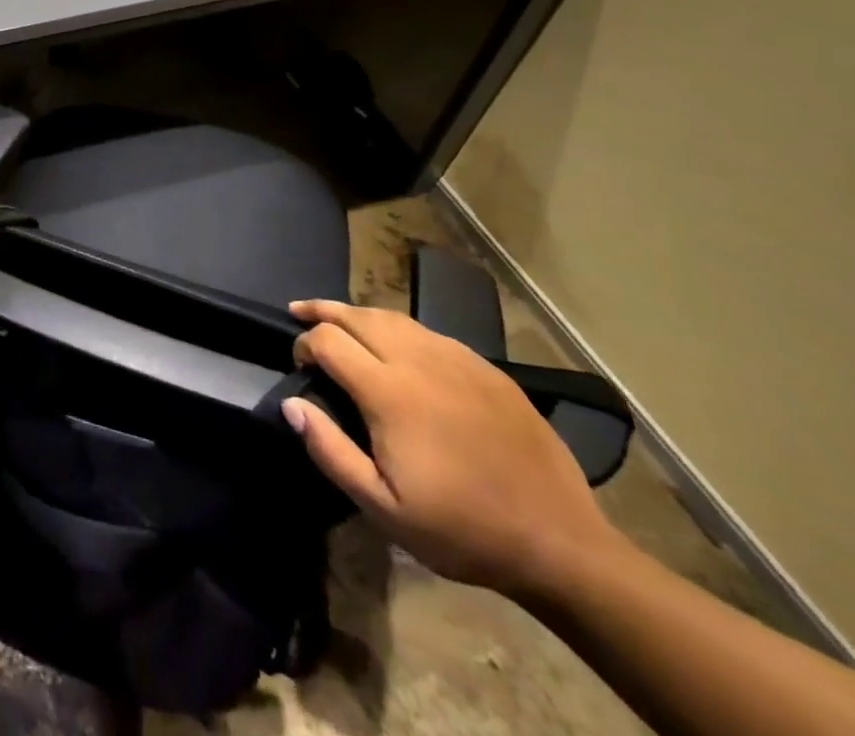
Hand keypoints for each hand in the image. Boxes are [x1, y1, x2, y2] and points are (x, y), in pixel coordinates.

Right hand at [282, 300, 625, 597]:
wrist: (561, 544)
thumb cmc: (462, 530)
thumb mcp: (384, 508)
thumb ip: (331, 451)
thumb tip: (292, 404)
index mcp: (389, 391)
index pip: (328, 340)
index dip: (304, 344)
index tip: (300, 365)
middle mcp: (419, 361)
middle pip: (358, 316)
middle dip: (323, 310)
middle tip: (300, 312)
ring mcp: (458, 360)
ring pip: (394, 317)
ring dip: (359, 314)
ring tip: (340, 320)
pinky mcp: (487, 370)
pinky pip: (430, 333)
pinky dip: (400, 329)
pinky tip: (397, 344)